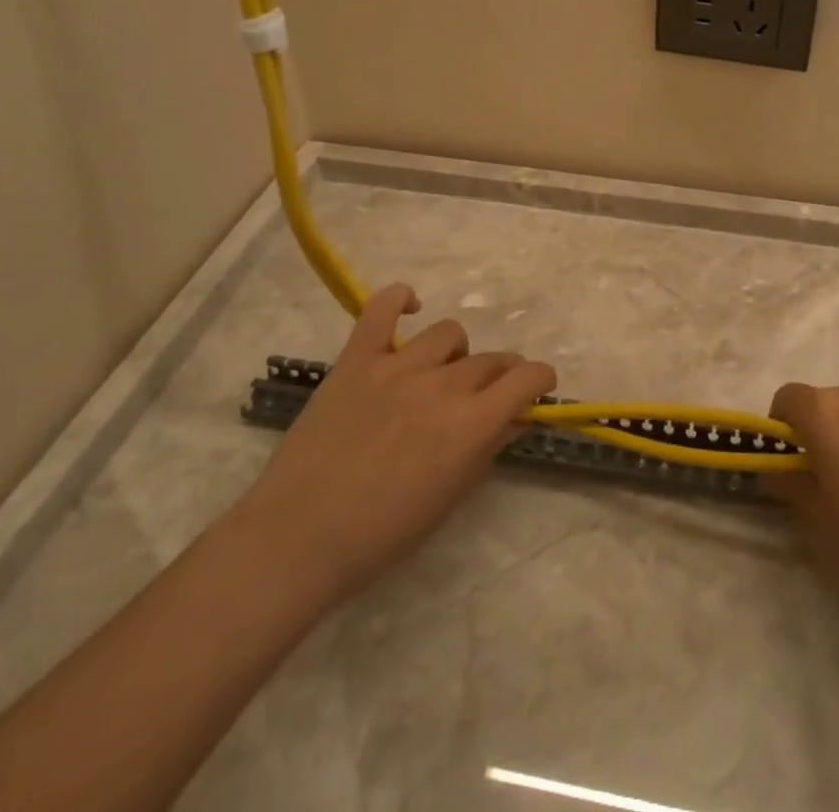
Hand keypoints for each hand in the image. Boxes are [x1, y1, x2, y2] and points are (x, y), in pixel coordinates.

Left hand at [232, 283, 556, 608]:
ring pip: (449, 334)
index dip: (540, 379)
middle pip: (491, 360)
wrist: (298, 538)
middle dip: (501, 375)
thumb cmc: (382, 534)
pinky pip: (383, 309)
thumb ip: (486, 449)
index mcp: (472, 423)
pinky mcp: (358, 359)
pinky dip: (400, 299)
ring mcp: (398, 366)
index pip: (527, 378)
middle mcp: (443, 385)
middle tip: (487, 396)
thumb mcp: (450, 498)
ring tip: (441, 375)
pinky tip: (409, 306)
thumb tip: (513, 418)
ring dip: (457, 354)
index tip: (537, 388)